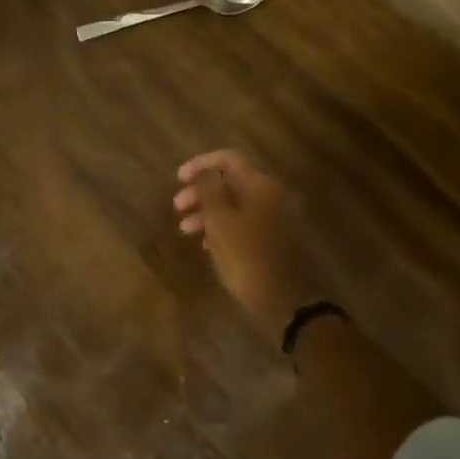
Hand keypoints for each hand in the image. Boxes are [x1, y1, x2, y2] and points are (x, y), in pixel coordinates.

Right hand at [173, 151, 317, 342]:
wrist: (283, 299)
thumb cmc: (245, 257)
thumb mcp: (219, 222)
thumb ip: (209, 191)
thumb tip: (205, 172)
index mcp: (261, 185)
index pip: (229, 159)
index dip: (201, 164)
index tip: (178, 178)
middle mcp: (271, 195)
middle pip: (231, 182)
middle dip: (201, 191)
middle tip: (177, 207)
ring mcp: (275, 217)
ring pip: (235, 204)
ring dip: (208, 212)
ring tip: (184, 229)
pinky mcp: (274, 238)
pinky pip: (244, 221)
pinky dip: (223, 226)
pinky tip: (205, 243)